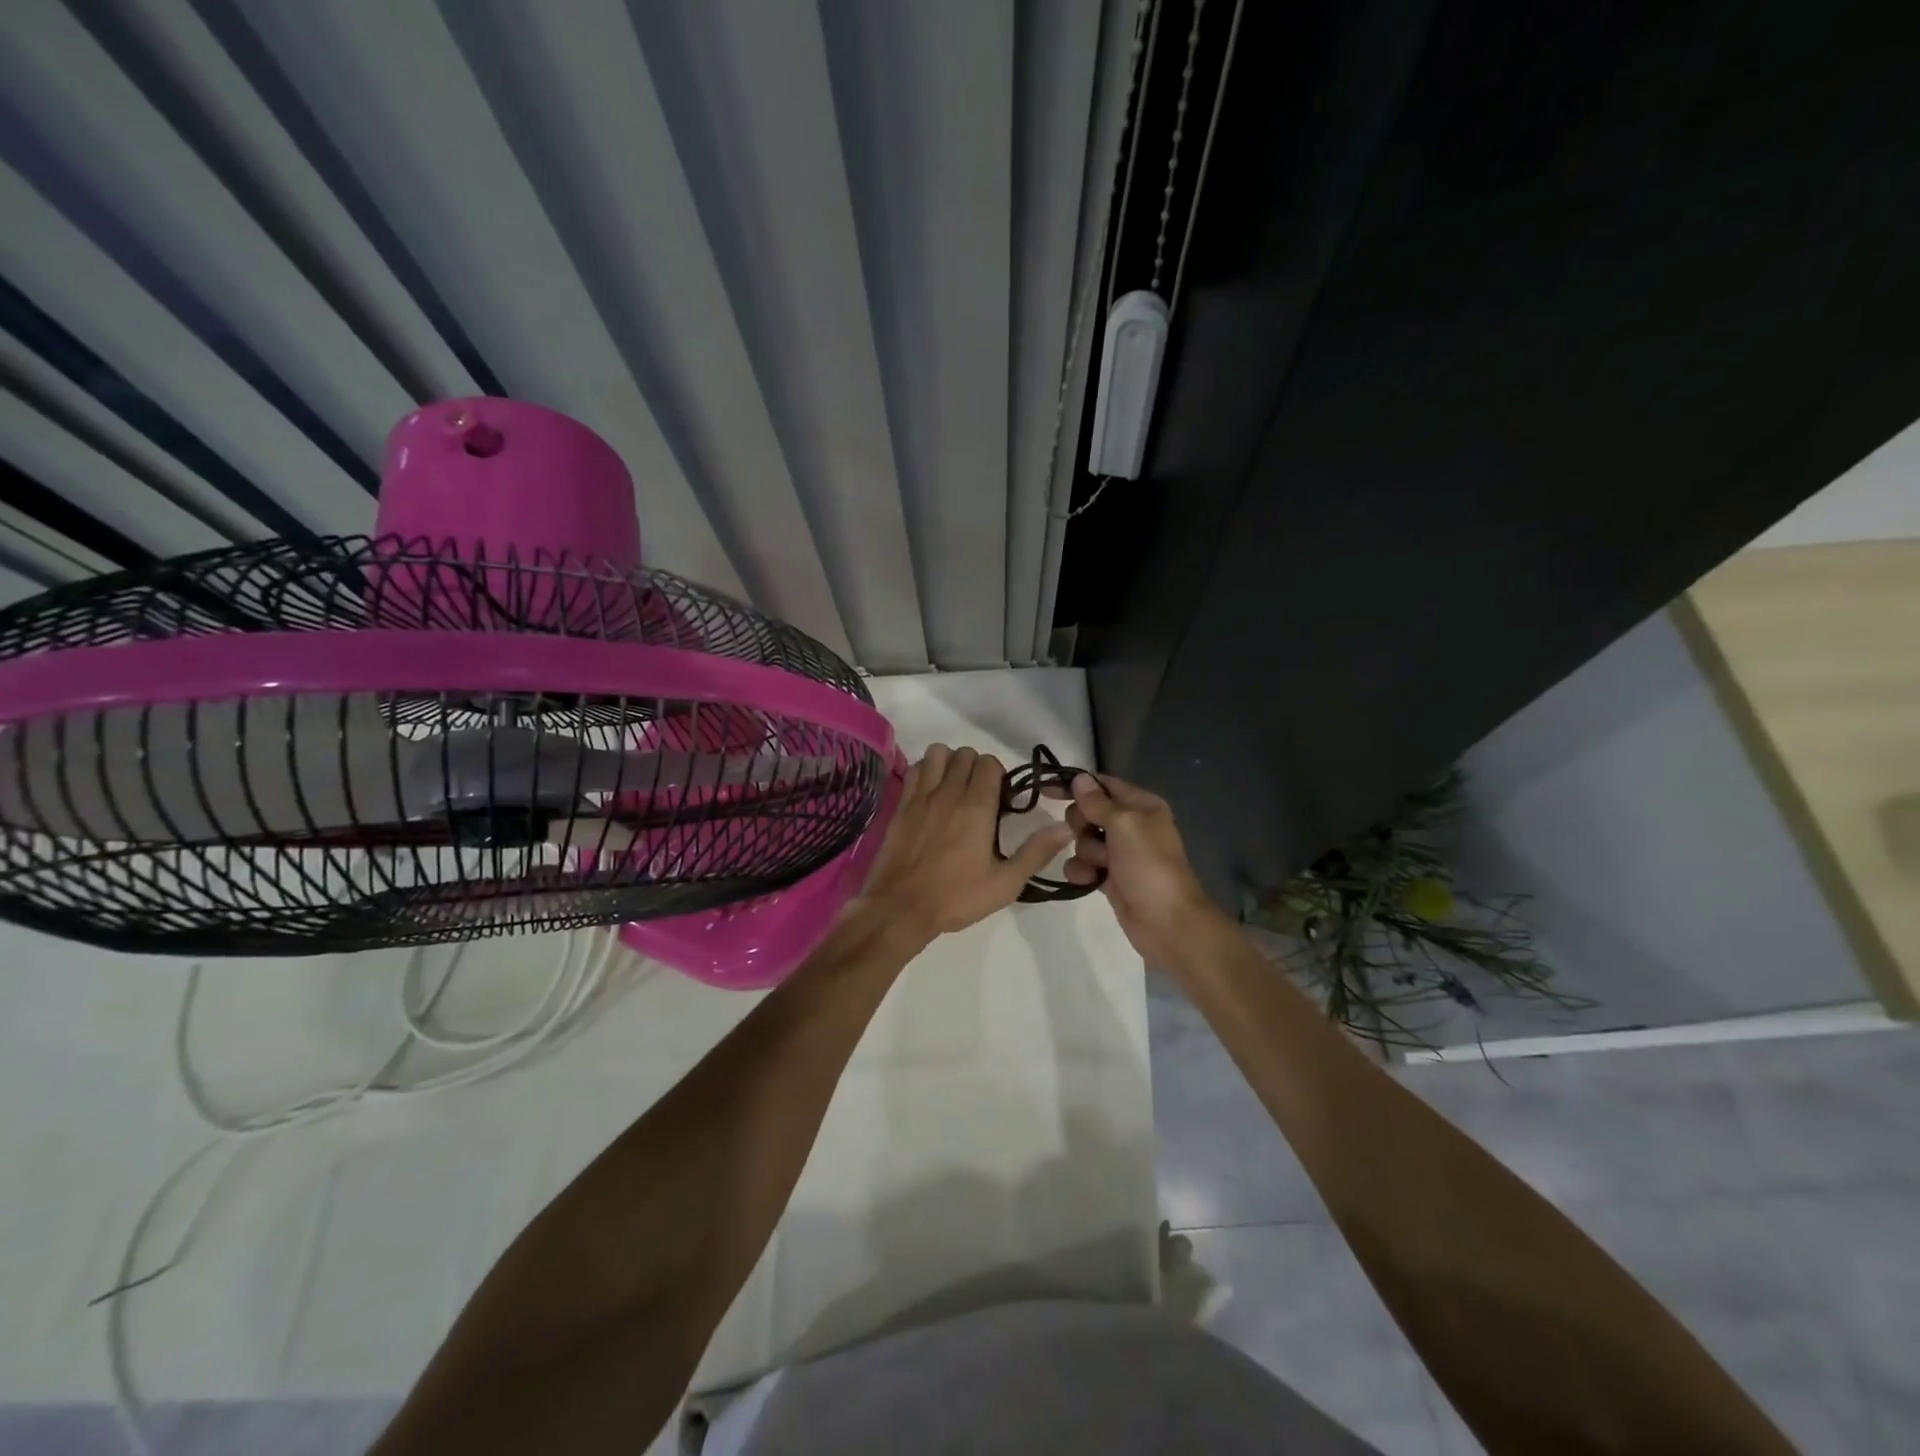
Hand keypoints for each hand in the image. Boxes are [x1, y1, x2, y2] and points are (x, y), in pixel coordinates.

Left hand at [861, 745, 1072, 938]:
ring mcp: (921, 796)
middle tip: (981, 795)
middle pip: (965, 754)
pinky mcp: (901, 805)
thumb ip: (1036, 852)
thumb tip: (1065, 828)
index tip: (1001, 800)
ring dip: (950, 763)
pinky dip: (927, 771)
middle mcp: (949, 793)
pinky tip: (932, 793)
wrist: (901, 908)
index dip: (999, 775)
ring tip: (955, 787)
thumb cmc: (956, 897)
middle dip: (977, 768)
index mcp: (976, 807)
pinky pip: (916, 769)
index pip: (989, 763)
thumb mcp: (1005, 883)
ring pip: (938, 753)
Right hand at [1058, 772, 1221, 965]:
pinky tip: (1089, 881)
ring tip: (1100, 865)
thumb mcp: (1124, 824)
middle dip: (1082, 824)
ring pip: (1083, 840)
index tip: (1047, 789)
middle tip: (1091, 835)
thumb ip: (1097, 802)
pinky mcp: (1109, 877)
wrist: (1166, 922)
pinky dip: (1082, 871)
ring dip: (1085, 852)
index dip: (1076, 785)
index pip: (1102, 784)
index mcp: (1141, 805)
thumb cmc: (1148, 865)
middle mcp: (1131, 825)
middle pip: (1088, 812)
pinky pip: (1083, 864)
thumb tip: (1079, 778)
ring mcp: (1120, 853)